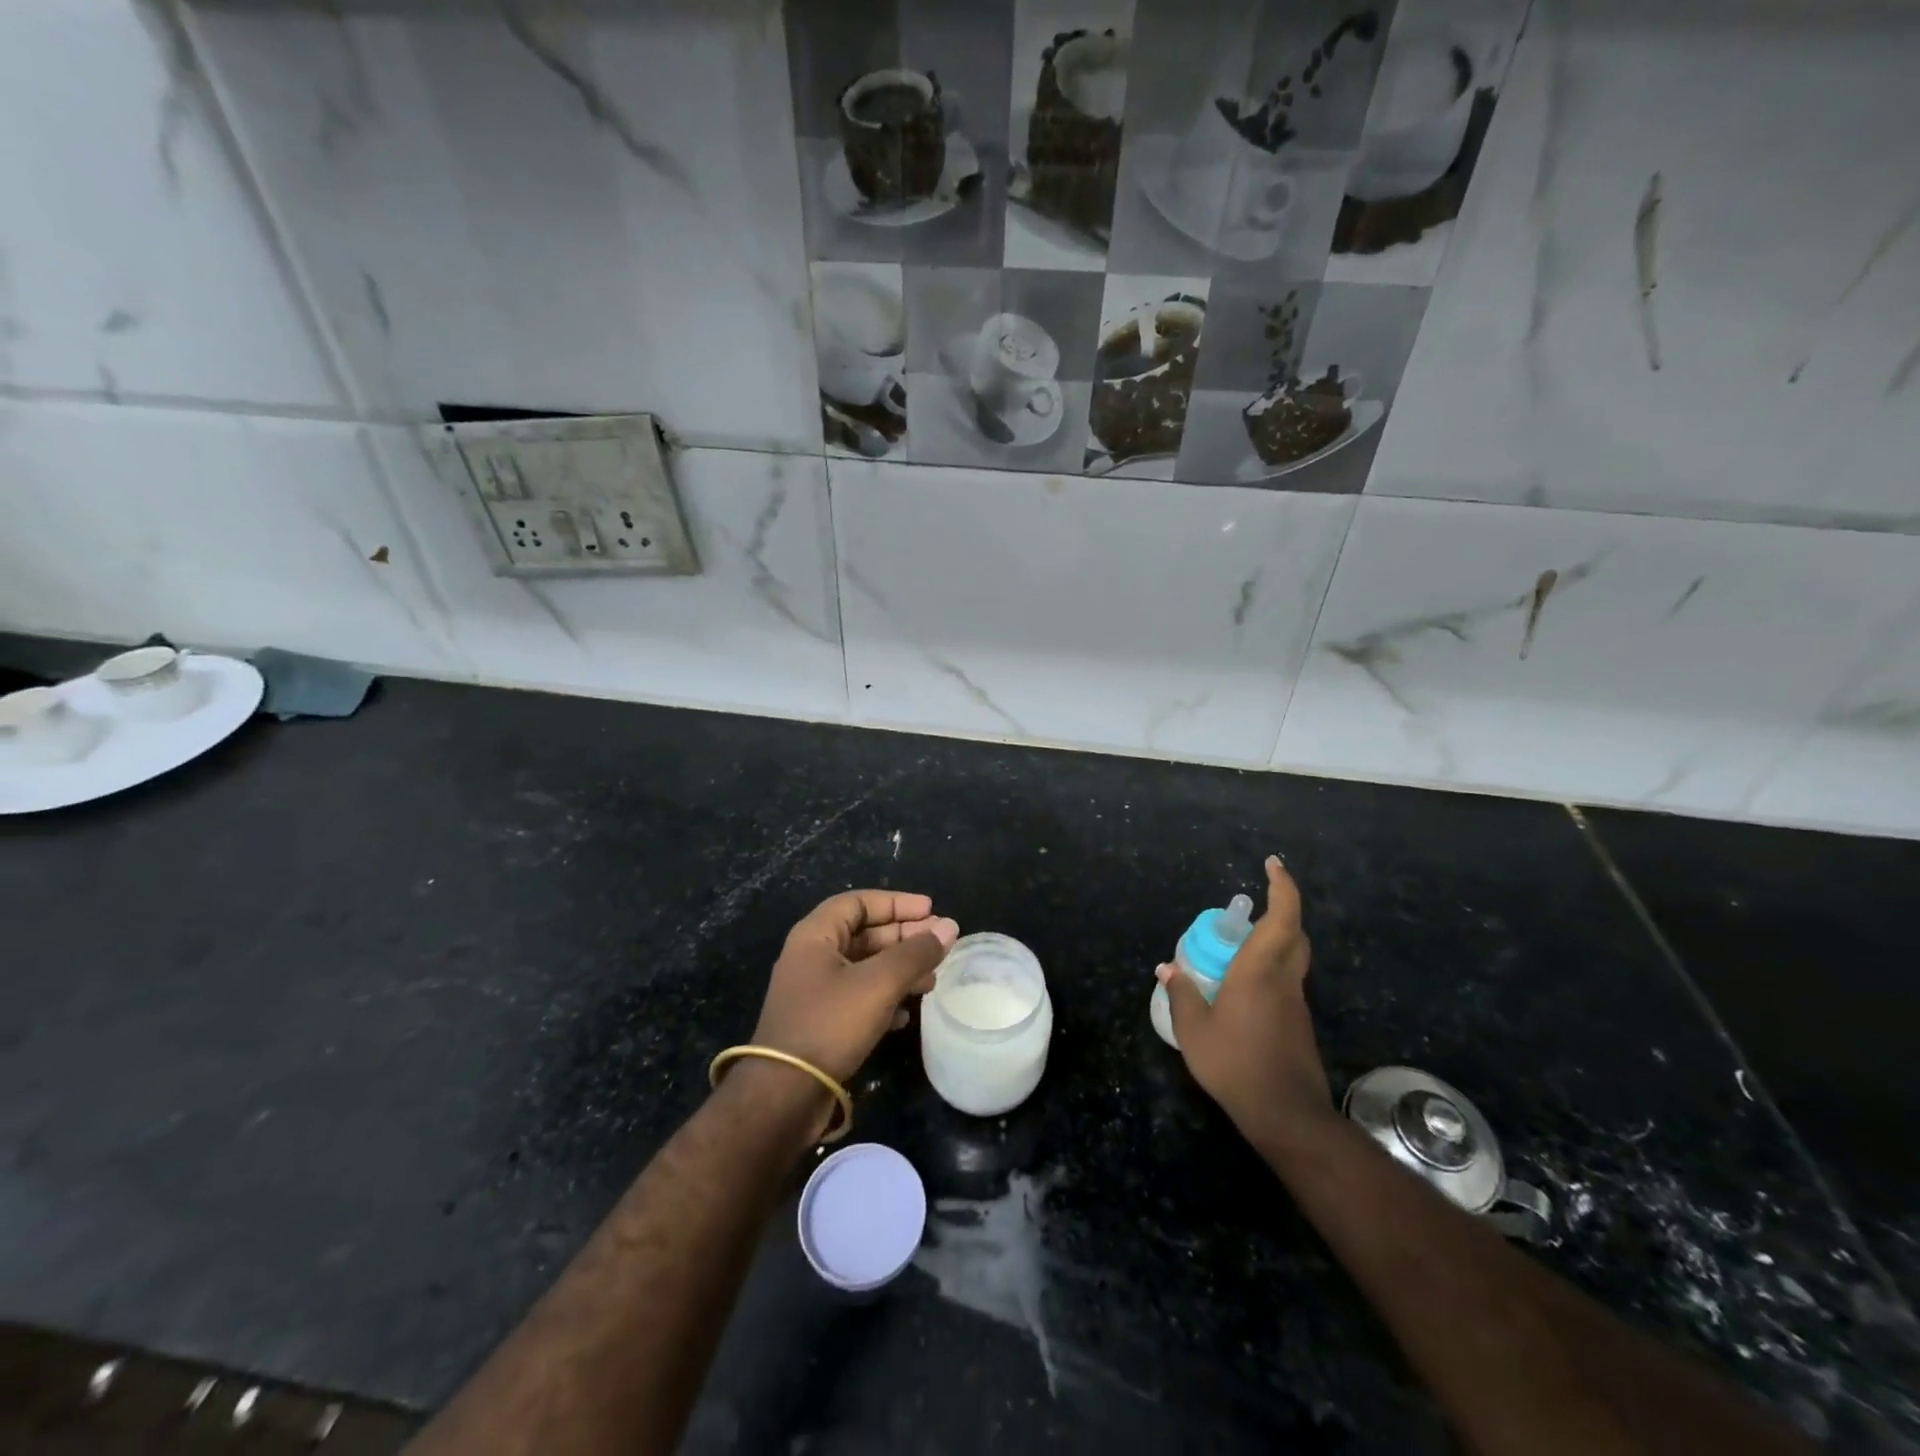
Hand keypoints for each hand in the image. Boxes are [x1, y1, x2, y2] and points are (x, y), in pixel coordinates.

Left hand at [749, 890, 958, 1086]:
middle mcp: (812, 957)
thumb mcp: (879, 983)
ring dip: (899, 970)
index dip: (896, 903)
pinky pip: (859, 998)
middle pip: (864, 934)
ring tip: (932, 980)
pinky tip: (907, 1014)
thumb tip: (949, 926)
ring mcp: (815, 992)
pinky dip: (885, 998)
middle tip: (939, 944)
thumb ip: (916, 953)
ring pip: (865, 968)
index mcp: (815, 936)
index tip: (931, 910)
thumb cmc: (830, 1024)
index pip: (858, 902)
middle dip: (903, 937)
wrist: (784, 1095)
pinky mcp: (820, 1023)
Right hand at [1157, 856, 1332, 1137]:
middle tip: (1253, 906)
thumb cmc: (1236, 1065)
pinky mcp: (1298, 1025)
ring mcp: (1295, 1004)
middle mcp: (1284, 980)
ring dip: (1273, 943)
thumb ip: (1181, 995)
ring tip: (1236, 949)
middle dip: (1282, 910)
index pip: (1283, 918)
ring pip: (1291, 959)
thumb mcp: (1194, 1031)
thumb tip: (1168, 968)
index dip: (1282, 887)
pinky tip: (1241, 992)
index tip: (1273, 864)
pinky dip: (1268, 972)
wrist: (1286, 1115)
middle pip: (1294, 934)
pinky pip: (1285, 983)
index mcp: (1260, 972)